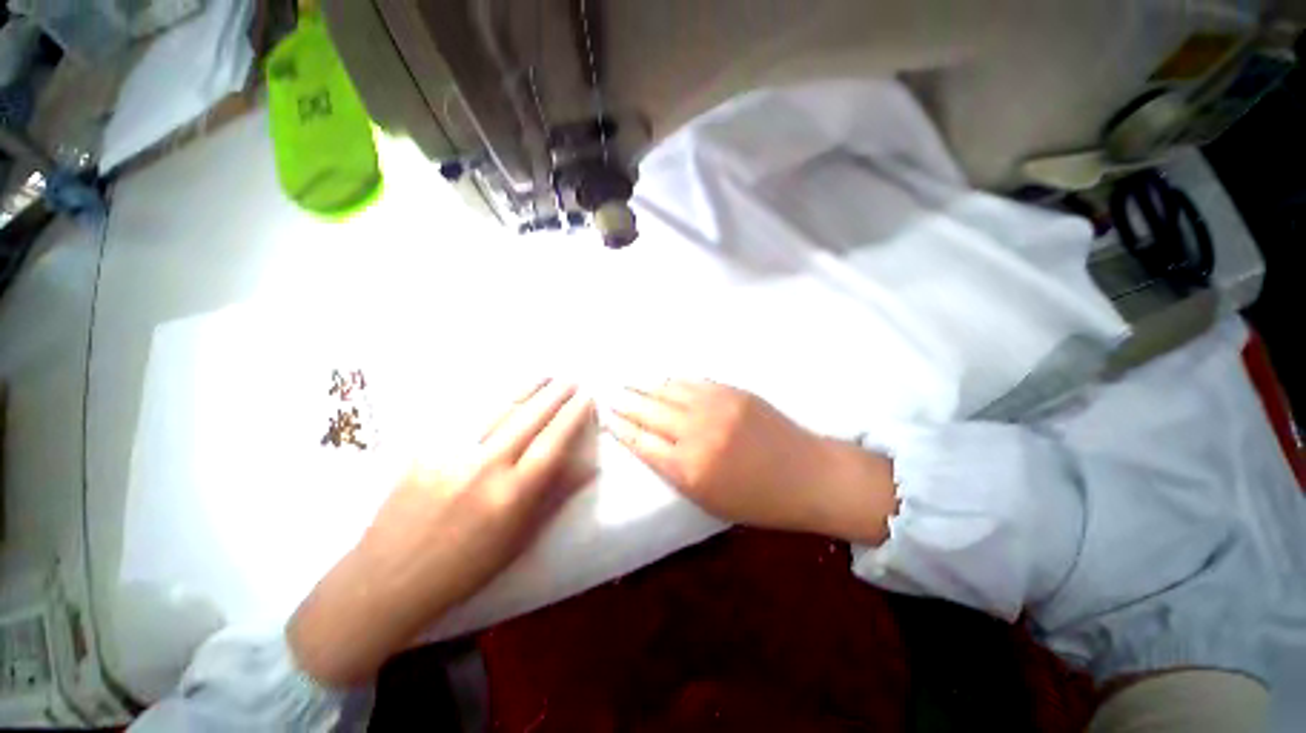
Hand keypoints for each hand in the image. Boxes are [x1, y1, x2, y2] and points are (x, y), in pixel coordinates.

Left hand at [289, 380, 595, 686]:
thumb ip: (556, 496)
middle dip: (555, 394)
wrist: (389, 578)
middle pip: (528, 418)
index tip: (587, 398)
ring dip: (526, 388)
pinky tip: (504, 392)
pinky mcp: (426, 451)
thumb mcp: (520, 539)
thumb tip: (589, 467)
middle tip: (572, 379)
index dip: (573, 416)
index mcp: (511, 496)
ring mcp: (451, 455)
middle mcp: (484, 468)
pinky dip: (492, 401)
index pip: (552, 443)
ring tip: (545, 374)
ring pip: (498, 410)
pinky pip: (467, 418)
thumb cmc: (466, 567)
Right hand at [607, 380, 894, 543]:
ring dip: (645, 388)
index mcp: (689, 468)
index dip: (622, 429)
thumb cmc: (759, 500)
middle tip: (610, 396)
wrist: (809, 475)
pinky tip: (663, 380)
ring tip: (629, 384)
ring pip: (668, 392)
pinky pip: (693, 382)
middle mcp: (696, 433)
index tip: (608, 420)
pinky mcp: (732, 391)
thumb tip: (650, 445)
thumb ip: (675, 472)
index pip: (642, 442)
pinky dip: (673, 381)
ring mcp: (715, 407)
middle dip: (626, 405)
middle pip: (649, 413)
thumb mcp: (709, 500)